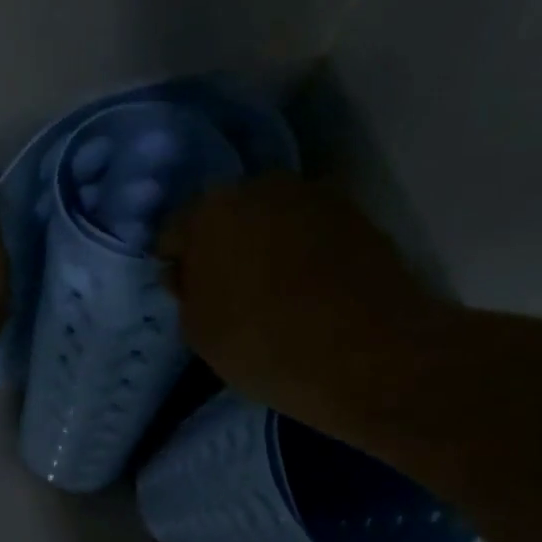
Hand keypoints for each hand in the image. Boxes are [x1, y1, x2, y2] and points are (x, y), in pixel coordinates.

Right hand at [158, 174, 455, 418]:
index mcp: (211, 210)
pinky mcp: (357, 216)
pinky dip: (302, 254)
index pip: (175, 233)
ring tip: (271, 294)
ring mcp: (315, 196)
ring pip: (271, 221)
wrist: (366, 354)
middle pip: (227, 217)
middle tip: (227, 293)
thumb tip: (189, 272)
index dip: (177, 265)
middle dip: (222, 248)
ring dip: (264, 248)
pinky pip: (309, 233)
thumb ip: (186, 292)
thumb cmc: (263, 343)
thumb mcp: (199, 331)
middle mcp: (262, 187)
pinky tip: (306, 292)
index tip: (186, 296)